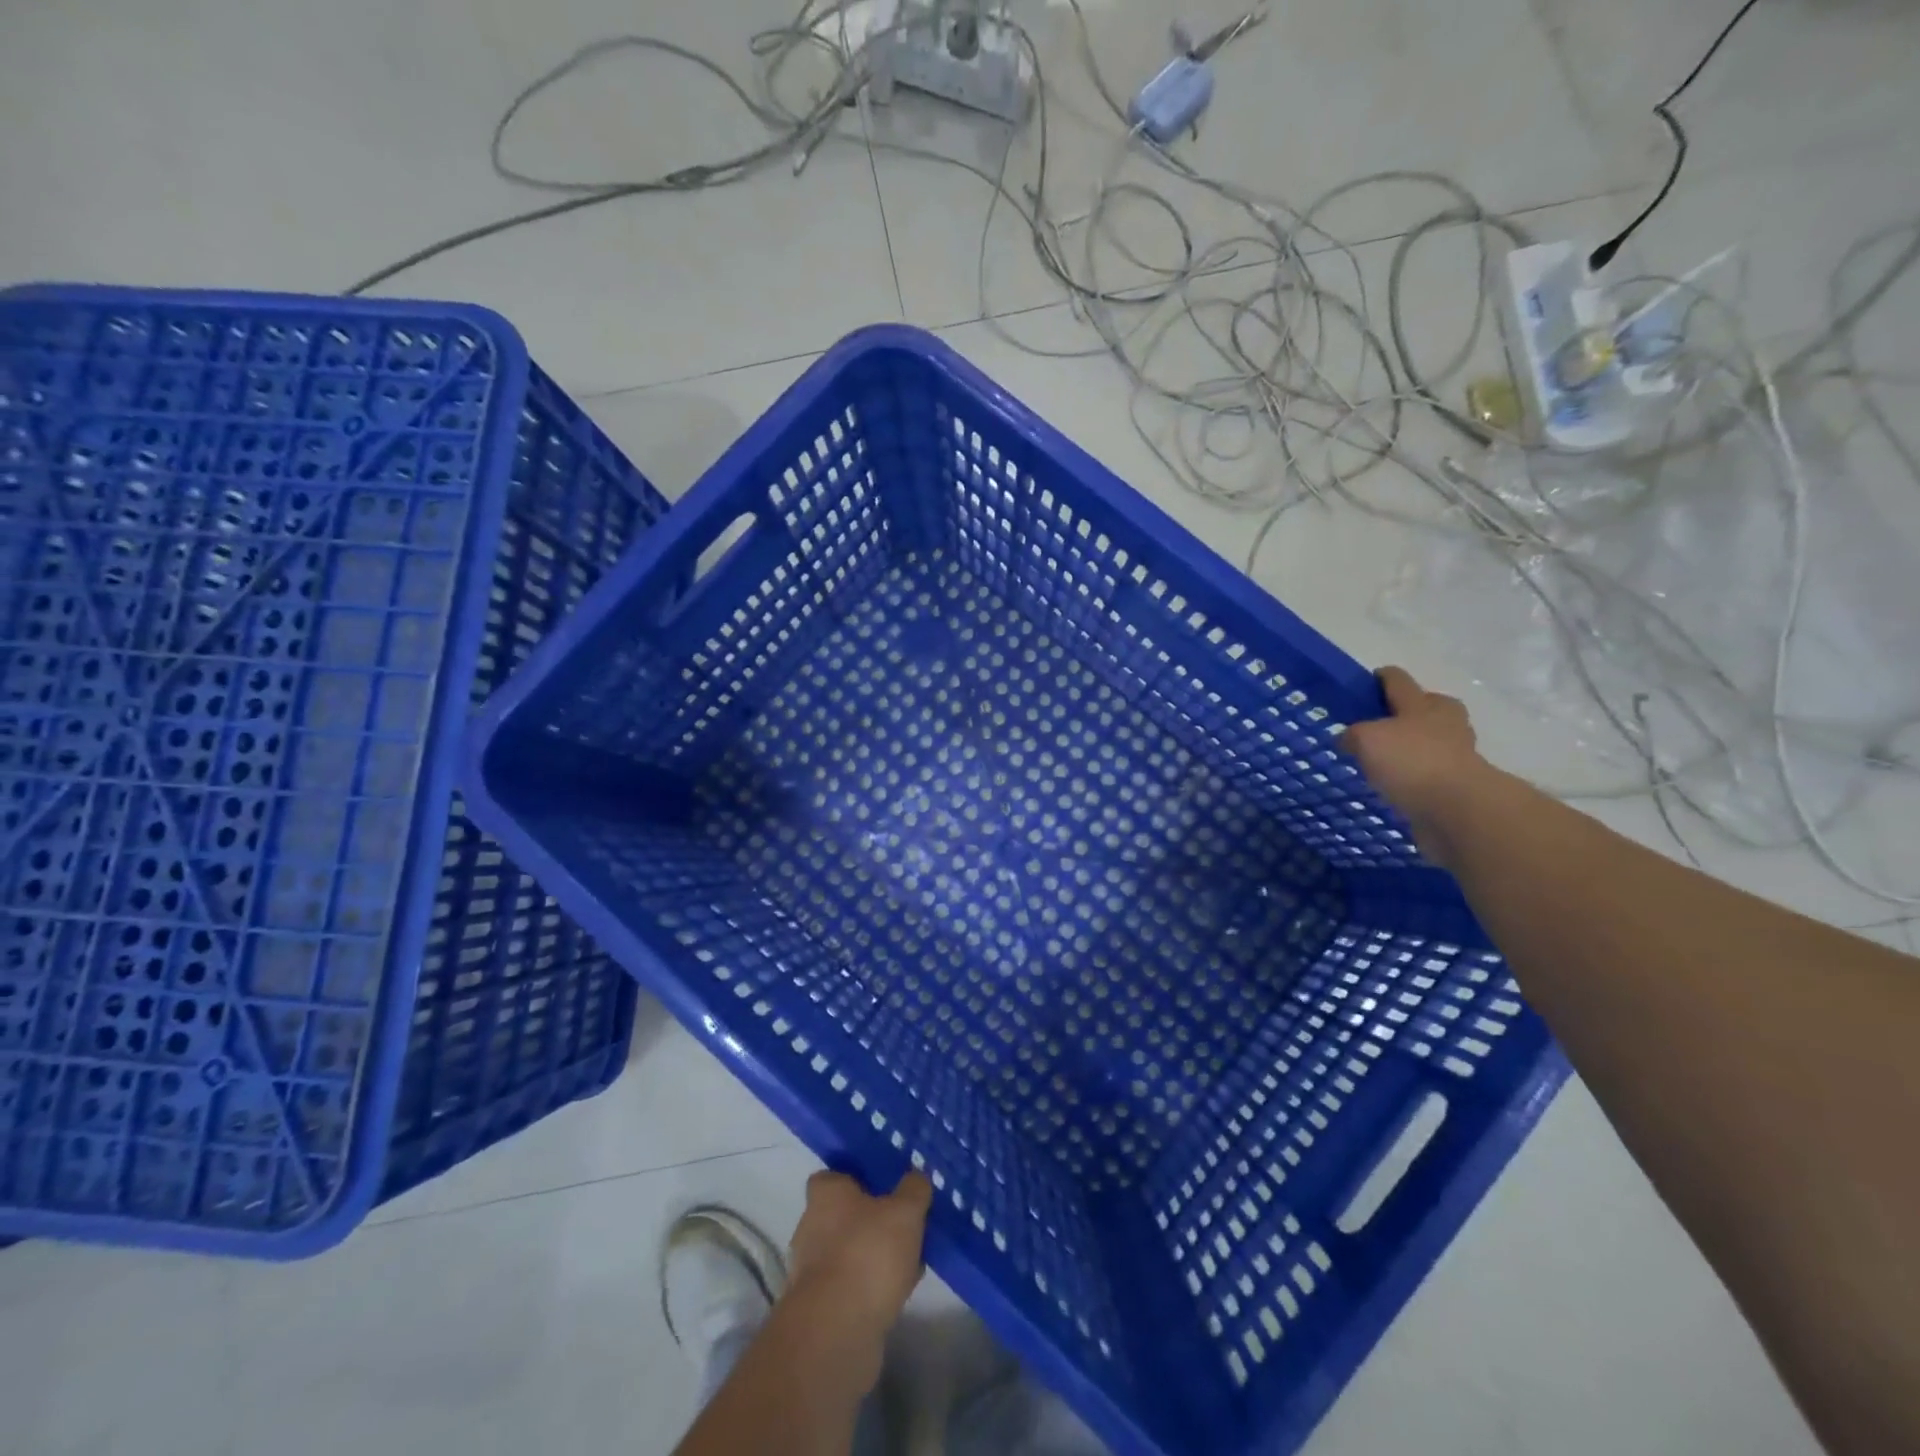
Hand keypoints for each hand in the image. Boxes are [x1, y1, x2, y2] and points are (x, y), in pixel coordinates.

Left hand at [786, 1170, 932, 1345]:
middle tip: (904, 1224)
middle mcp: (811, 1228)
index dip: (856, 1179)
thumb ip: (914, 1190)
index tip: (884, 1186)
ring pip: (849, 1253)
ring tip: (910, 1260)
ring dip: (874, 1257)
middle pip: (843, 1216)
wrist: (837, 1332)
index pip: (832, 1177)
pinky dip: (872, 1287)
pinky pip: (852, 1286)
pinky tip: (900, 1291)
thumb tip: (916, 1178)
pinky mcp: (821, 1309)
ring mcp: (813, 1272)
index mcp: (825, 1196)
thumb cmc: (868, 1254)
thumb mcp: (905, 1211)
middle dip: (870, 1221)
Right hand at [1341, 666, 1486, 864]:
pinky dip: (1414, 777)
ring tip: (1379, 761)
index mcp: (1424, 703)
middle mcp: (1445, 723)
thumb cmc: (1412, 761)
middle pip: (1423, 708)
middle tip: (1374, 727)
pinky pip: (1428, 773)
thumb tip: (1349, 740)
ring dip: (1409, 748)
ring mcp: (1455, 754)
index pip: (1397, 680)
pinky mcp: (1456, 784)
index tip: (1361, 687)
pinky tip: (1393, 786)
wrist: (1457, 810)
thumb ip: (1353, 735)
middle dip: (1403, 714)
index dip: (1378, 679)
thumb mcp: (1366, 739)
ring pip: (1427, 742)